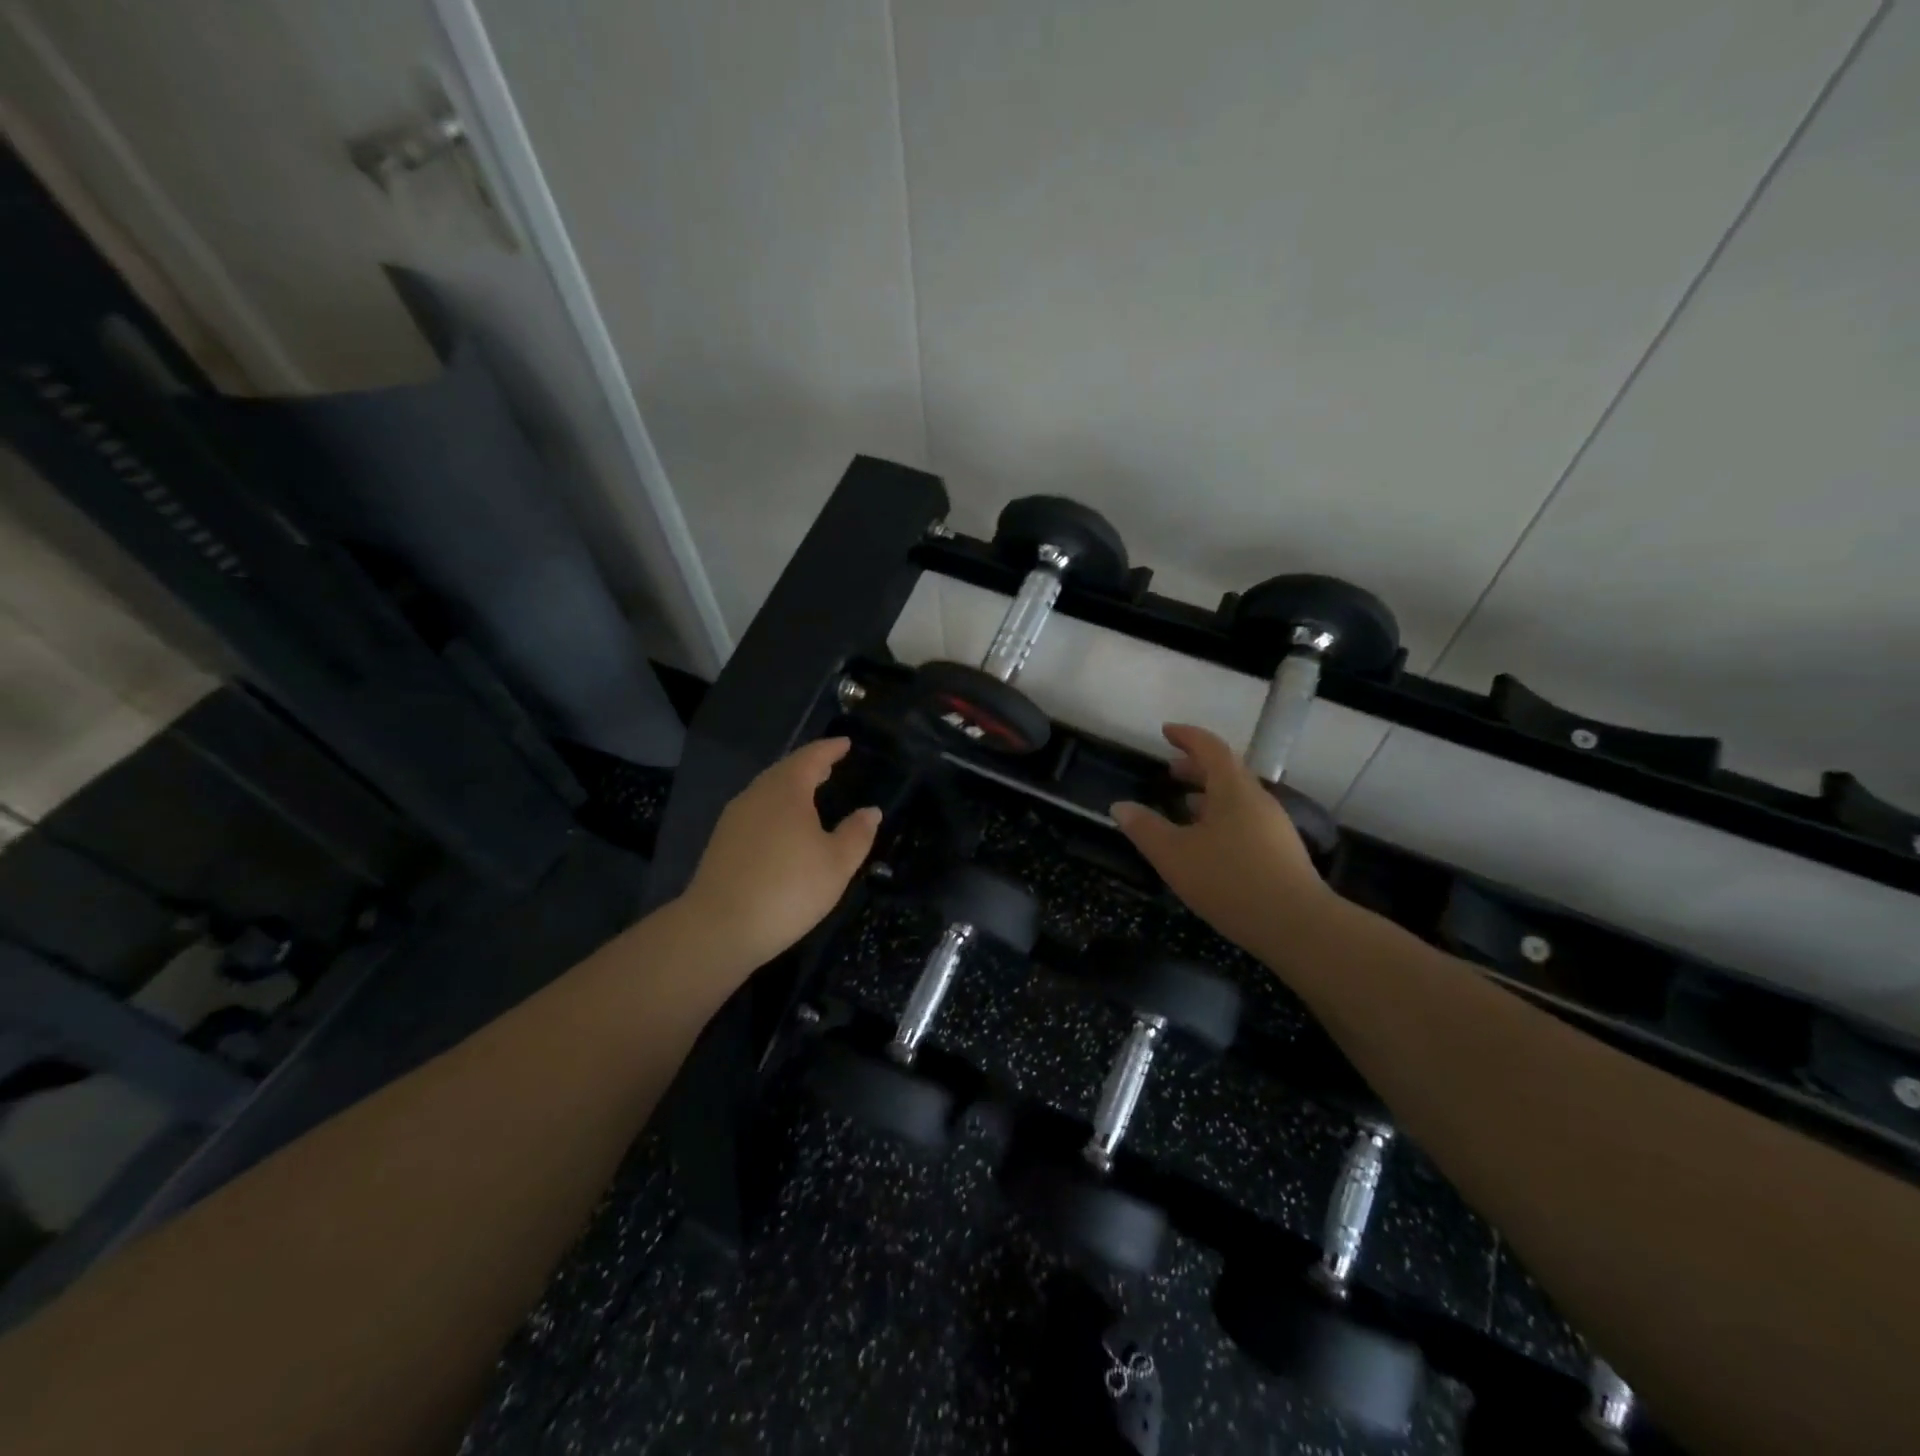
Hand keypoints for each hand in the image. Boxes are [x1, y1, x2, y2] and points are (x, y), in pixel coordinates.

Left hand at [679, 738, 881, 969]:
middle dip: (808, 766)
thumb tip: (871, 811)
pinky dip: (775, 809)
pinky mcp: (721, 843)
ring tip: (810, 795)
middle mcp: (756, 795)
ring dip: (790, 788)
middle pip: (785, 771)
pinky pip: (755, 812)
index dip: (830, 749)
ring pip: (766, 792)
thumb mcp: (837, 864)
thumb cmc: (788, 889)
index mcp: (786, 790)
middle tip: (829, 765)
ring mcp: (734, 819)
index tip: (845, 743)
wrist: (719, 927)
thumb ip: (857, 834)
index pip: (811, 757)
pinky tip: (783, 828)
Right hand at [1111, 724, 1330, 957]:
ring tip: (1184, 804)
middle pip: (1226, 771)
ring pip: (1237, 798)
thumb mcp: (1174, 855)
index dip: (1187, 736)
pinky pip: (1245, 820)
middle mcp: (1257, 800)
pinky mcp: (1280, 852)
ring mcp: (1273, 826)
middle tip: (1170, 770)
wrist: (1296, 925)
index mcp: (1233, 790)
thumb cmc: (1229, 881)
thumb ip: (1144, 828)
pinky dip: (1221, 817)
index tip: (1166, 731)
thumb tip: (1120, 806)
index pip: (1210, 748)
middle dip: (1196, 766)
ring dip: (1209, 794)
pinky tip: (1208, 842)